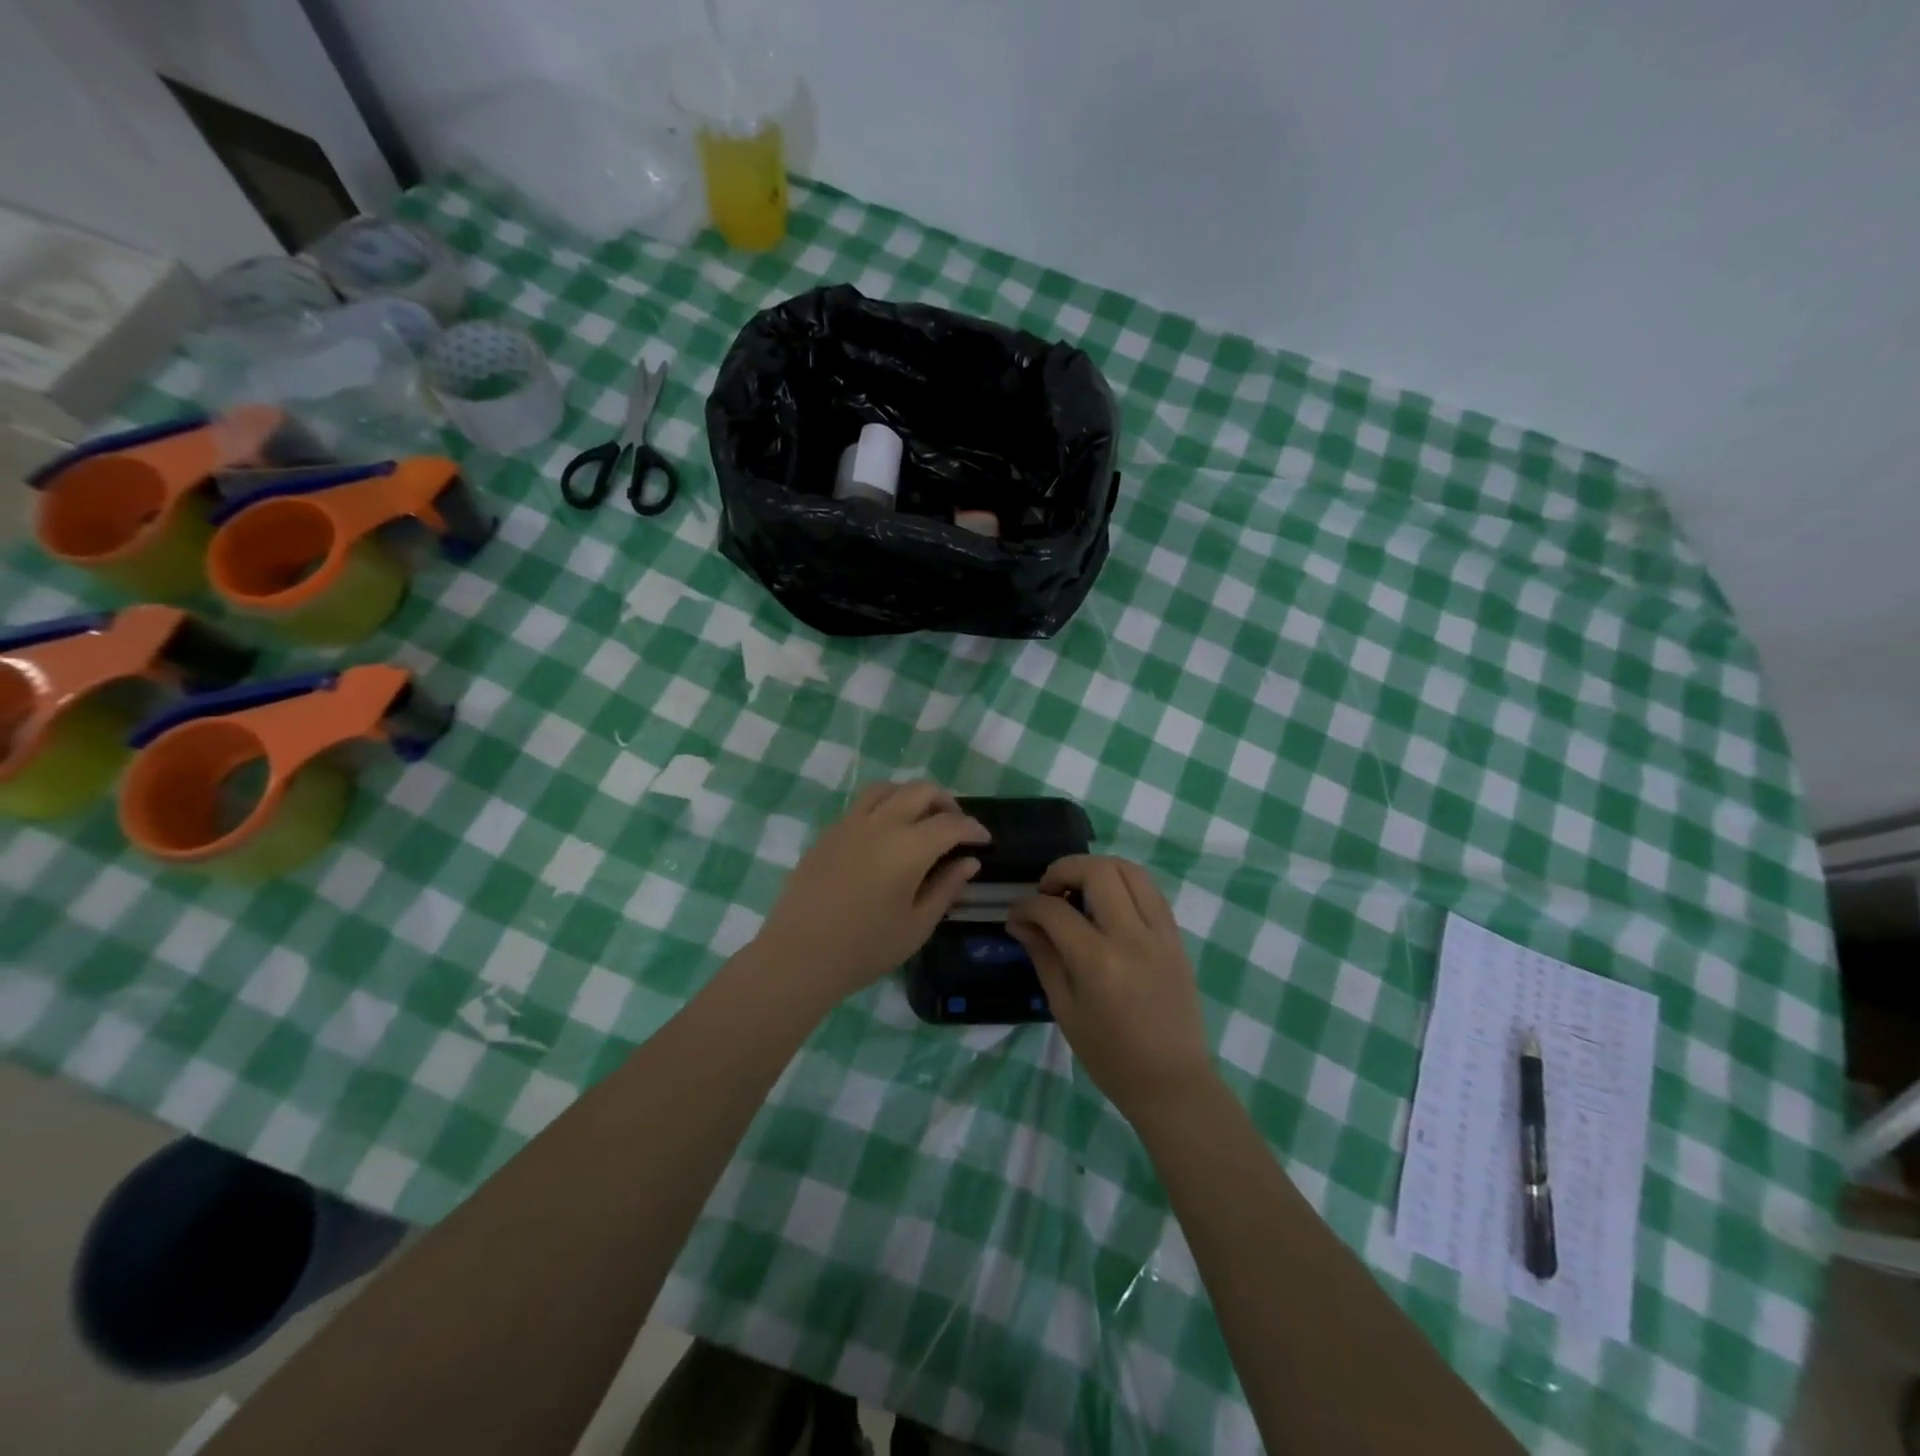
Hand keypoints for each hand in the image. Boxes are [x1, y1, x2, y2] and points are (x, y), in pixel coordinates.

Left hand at [755, 781, 989, 1003]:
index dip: (973, 828)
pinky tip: (885, 837)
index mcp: (909, 847)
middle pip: (921, 791)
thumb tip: (968, 862)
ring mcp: (850, 823)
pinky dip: (884, 807)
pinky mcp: (828, 832)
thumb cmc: (866, 948)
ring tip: (919, 821)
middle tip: (955, 827)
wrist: (799, 956)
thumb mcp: (917, 925)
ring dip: (911, 797)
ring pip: (888, 789)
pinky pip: (862, 805)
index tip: (984, 840)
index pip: (952, 823)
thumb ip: (946, 887)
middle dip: (946, 803)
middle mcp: (881, 823)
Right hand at [1007, 856, 1215, 1119]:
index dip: (1028, 905)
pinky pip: (1150, 890)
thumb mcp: (1065, 1009)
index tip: (1017, 913)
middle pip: (1098, 871)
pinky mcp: (1176, 936)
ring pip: (1130, 869)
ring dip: (1097, 868)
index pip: (1055, 911)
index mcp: (1098, 962)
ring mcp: (1160, 933)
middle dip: (1064, 870)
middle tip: (1048, 891)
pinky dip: (1124, 883)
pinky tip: (1108, 902)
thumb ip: (1043, 956)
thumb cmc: (1110, 1056)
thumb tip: (1020, 921)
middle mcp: (1132, 937)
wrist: (1172, 1081)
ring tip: (1078, 888)